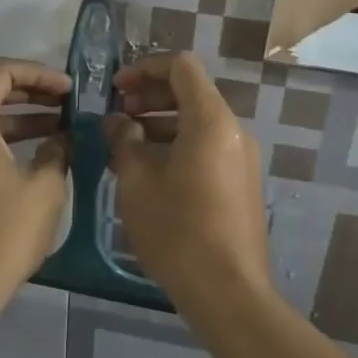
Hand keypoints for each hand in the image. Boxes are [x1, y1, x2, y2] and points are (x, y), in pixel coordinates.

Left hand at [0, 58, 71, 290]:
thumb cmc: (3, 231)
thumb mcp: (44, 187)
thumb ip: (57, 152)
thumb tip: (62, 140)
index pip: (1, 71)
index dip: (39, 74)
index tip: (69, 91)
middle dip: (31, 93)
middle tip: (68, 106)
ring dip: (20, 119)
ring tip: (61, 130)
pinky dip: (3, 140)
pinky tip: (36, 156)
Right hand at [103, 52, 269, 303]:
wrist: (228, 291)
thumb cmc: (177, 229)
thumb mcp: (136, 181)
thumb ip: (124, 140)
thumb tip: (118, 122)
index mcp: (211, 120)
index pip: (181, 66)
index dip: (145, 68)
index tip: (116, 89)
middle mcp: (233, 130)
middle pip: (191, 92)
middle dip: (150, 96)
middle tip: (117, 116)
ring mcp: (241, 158)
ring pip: (198, 122)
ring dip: (161, 123)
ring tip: (125, 146)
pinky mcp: (242, 183)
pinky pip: (207, 147)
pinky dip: (178, 145)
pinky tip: (149, 172)